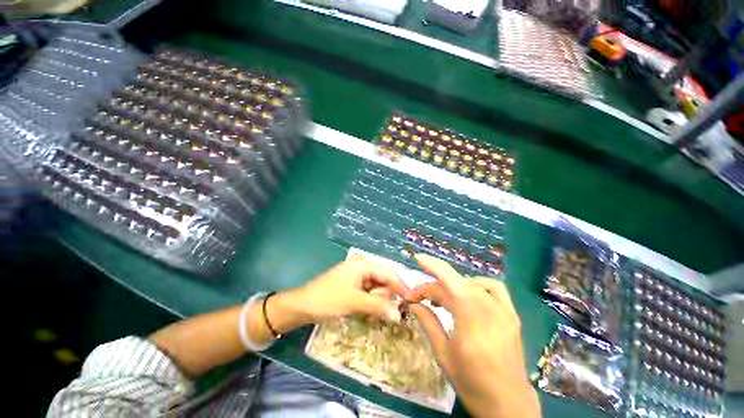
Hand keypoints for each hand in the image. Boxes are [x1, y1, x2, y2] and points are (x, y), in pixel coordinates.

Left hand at [267, 258, 408, 335]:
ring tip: (365, 309)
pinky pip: (369, 292)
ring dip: (377, 300)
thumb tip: (399, 316)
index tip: (410, 301)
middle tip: (378, 309)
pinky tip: (364, 309)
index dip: (400, 286)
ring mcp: (357, 277)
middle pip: (383, 280)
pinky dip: (370, 301)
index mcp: (363, 264)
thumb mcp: (354, 302)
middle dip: (384, 295)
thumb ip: (378, 306)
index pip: (388, 272)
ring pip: (377, 287)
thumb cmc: (328, 299)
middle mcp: (362, 267)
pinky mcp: (353, 286)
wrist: (302, 306)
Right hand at [406, 254, 540, 417]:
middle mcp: (489, 311)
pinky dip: (475, 283)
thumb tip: (413, 302)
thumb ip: (428, 322)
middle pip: (456, 283)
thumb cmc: (472, 385)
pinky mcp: (511, 314)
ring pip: (471, 282)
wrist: (509, 405)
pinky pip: (493, 287)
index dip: (432, 266)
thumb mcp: (443, 355)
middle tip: (418, 297)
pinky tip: (467, 292)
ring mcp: (504, 311)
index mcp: (471, 323)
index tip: (416, 260)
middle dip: (433, 285)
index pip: (449, 283)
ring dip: (451, 284)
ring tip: (440, 296)